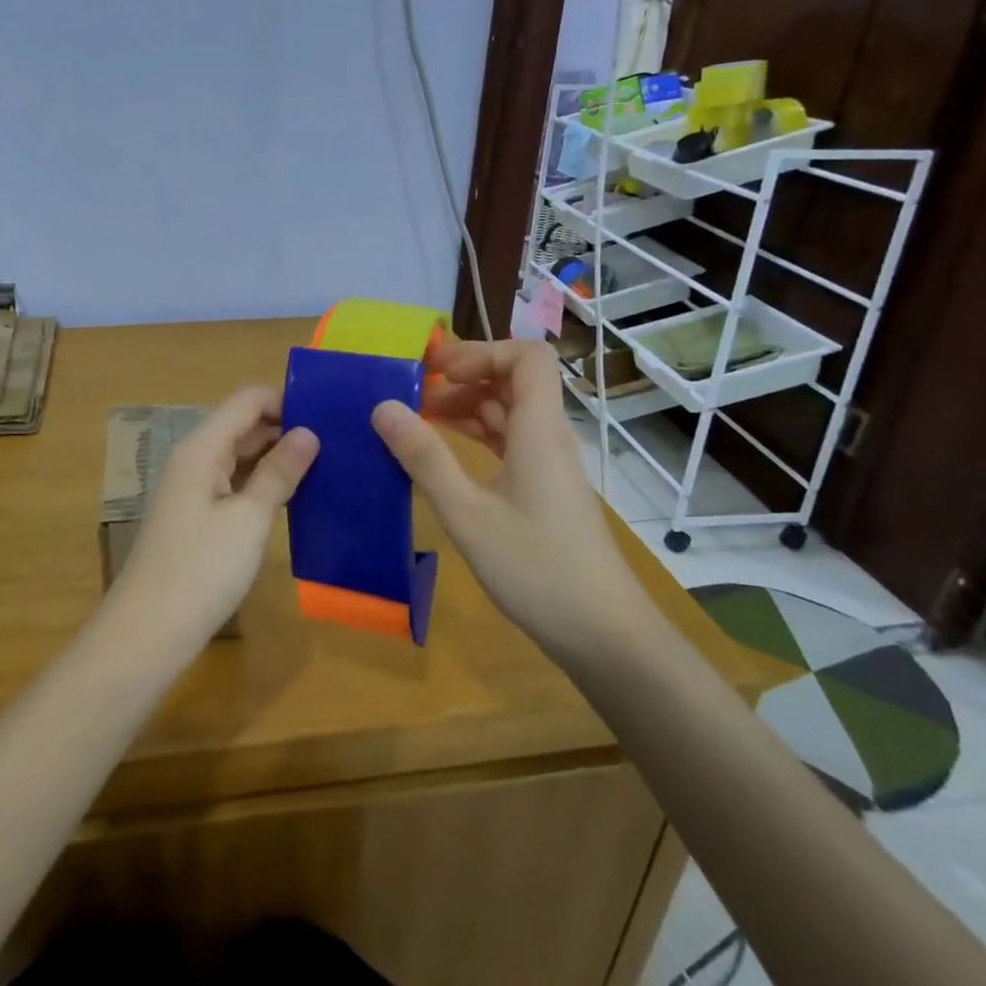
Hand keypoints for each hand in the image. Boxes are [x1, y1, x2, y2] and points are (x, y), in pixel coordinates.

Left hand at [111, 386, 319, 646]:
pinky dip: (263, 483)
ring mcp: (194, 489)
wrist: (149, 631)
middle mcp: (195, 459)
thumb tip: (308, 433)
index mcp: (202, 448)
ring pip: (240, 456)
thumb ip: (278, 472)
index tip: (330, 412)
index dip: (286, 399)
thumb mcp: (248, 519)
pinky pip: (235, 483)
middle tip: (339, 439)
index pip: (247, 400)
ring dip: (277, 456)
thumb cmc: (201, 570)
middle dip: (286, 427)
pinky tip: (296, 494)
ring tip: (327, 462)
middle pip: (243, 425)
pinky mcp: (198, 516)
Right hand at [371, 337, 647, 644]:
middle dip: (462, 378)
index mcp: (539, 430)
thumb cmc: (535, 568)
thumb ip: (425, 458)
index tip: (435, 372)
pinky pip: (509, 444)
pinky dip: (476, 438)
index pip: (526, 357)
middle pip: (513, 381)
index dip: (481, 351)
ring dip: (465, 408)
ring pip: (508, 414)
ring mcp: (548, 466)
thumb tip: (382, 407)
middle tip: (411, 396)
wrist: (603, 634)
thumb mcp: (467, 513)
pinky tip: (441, 456)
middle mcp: (548, 437)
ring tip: (415, 422)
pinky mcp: (544, 491)